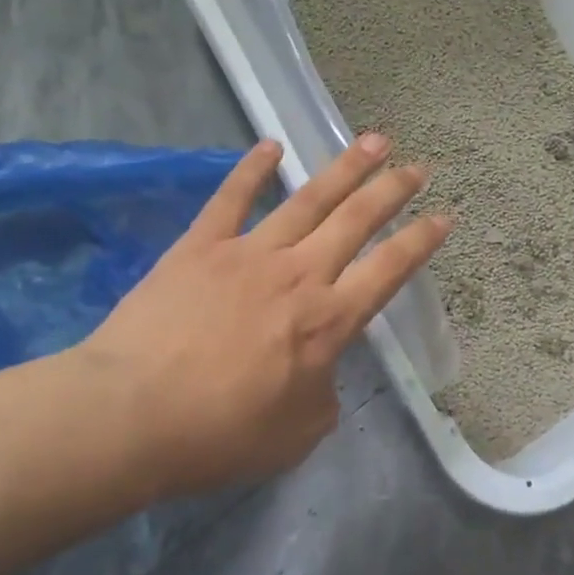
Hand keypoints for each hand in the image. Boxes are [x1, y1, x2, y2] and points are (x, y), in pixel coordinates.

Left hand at [67, 134, 450, 498]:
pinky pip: (231, 198)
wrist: (130, 415)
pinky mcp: (201, 246)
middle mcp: (299, 274)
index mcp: (328, 321)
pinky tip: (270, 145)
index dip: (421, 241)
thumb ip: (323, 395)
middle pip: (356, 221)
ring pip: (307, 199)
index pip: (389, 270)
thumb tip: (320, 371)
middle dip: (392, 190)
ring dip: (344, 168)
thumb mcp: (297, 433)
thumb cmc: (219, 433)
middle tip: (416, 167)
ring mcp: (249, 253)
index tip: (443, 217)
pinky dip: (252, 169)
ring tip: (372, 140)